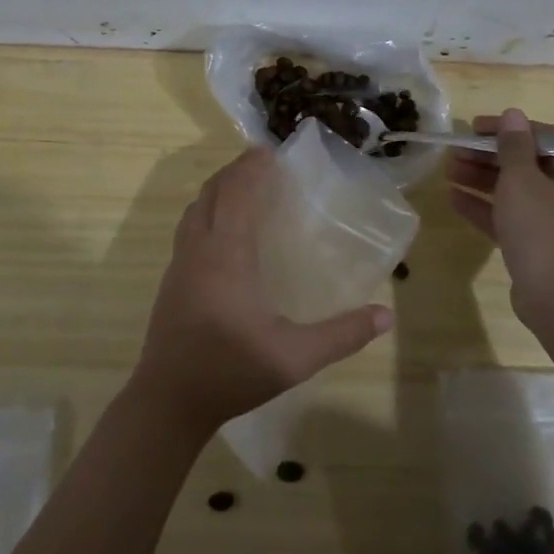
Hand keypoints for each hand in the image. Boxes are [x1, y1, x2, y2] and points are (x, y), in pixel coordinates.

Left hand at [132, 147, 394, 435]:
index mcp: (226, 255)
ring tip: (245, 189)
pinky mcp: (171, 280)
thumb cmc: (231, 372)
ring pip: (195, 209)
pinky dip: (207, 212)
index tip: (271, 151)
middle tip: (264, 165)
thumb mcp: (294, 358)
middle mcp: (199, 249)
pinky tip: (225, 233)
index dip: (251, 167)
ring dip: (219, 190)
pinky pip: (189, 228)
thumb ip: (342, 335)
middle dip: (235, 171)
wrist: (168, 402)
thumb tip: (386, 316)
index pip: (236, 192)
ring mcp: (179, 264)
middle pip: (212, 192)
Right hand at [446, 108, 553, 330]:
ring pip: (516, 191)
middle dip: (488, 157)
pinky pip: (510, 217)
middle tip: (454, 151)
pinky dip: (484, 207)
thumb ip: (514, 146)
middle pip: (527, 164)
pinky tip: (453, 198)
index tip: (473, 128)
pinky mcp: (539, 246)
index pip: (542, 137)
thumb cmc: (546, 232)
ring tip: (447, 170)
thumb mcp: (524, 182)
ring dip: (482, 179)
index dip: (507, 129)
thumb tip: (513, 114)